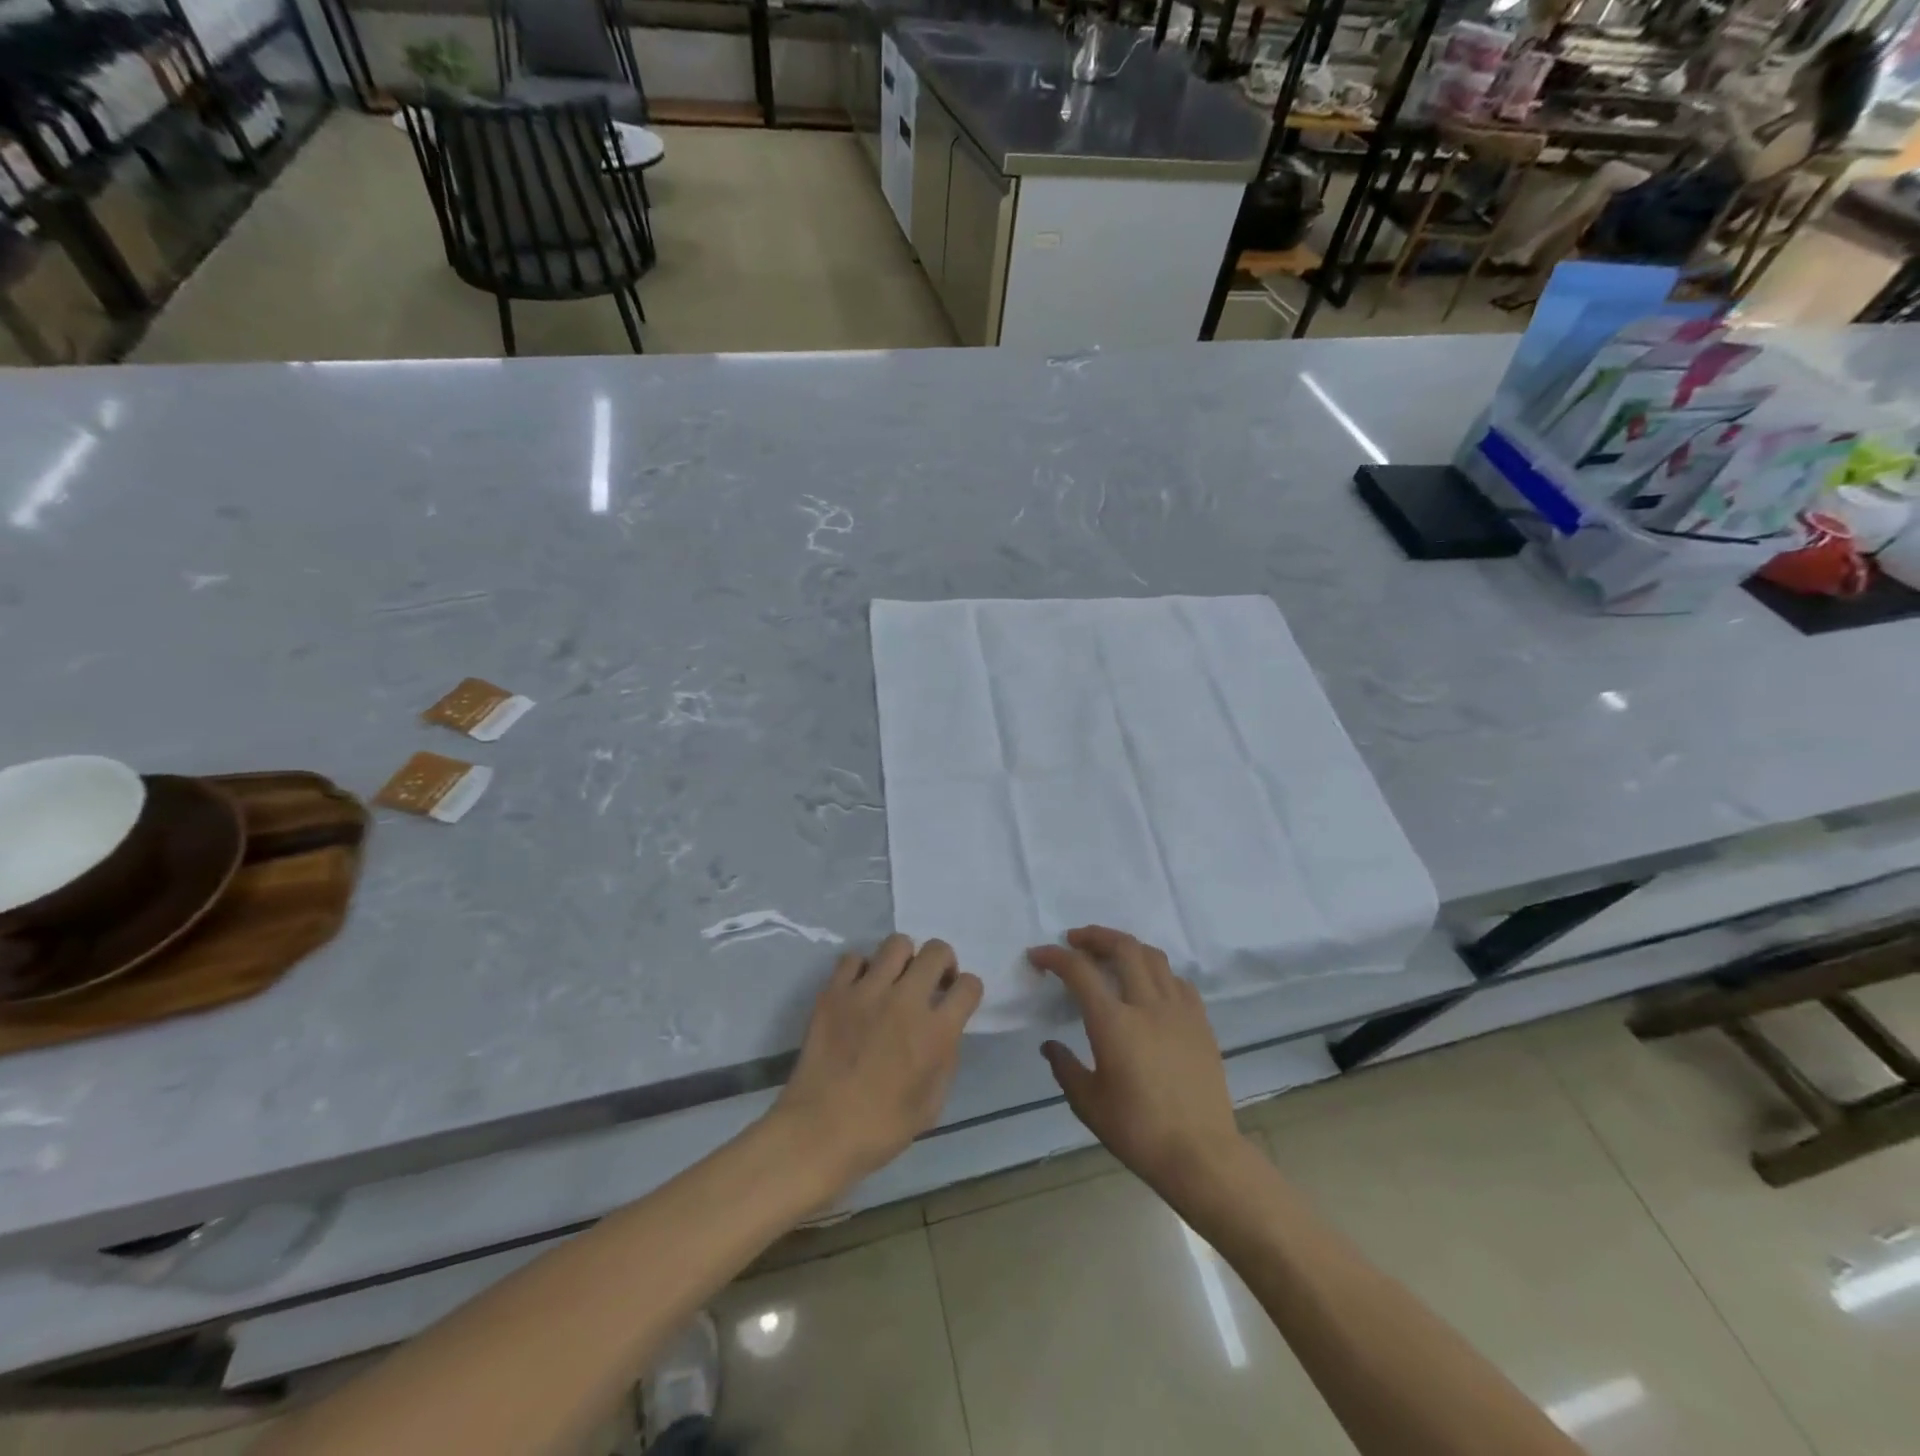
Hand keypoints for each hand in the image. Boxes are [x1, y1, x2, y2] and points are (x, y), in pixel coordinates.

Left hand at [772, 935, 982, 1190]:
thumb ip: (945, 1058)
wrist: (819, 1131)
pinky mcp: (834, 991)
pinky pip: (854, 958)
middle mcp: (906, 1001)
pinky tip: (860, 990)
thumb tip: (944, 1031)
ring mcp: (867, 991)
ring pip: (897, 943)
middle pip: (936, 951)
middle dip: (942, 963)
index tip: (957, 1000)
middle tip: (931, 983)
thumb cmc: (881, 1128)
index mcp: (936, 1032)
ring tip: (895, 980)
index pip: (969, 986)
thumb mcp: (932, 1104)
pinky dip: (862, 969)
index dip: (968, 991)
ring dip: (904, 959)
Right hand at [1030, 927, 1243, 1197]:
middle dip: (1095, 936)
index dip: (1054, 956)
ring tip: (1111, 954)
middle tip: (1075, 940)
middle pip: (1123, 947)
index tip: (1038, 955)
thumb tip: (1050, 1045)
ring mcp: (1179, 1011)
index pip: (1079, 971)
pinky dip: (1157, 972)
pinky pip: (1178, 981)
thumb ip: (1065, 1068)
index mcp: (1114, 1023)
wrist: (1201, 1155)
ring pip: (1153, 957)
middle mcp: (1147, 1005)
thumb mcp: (1089, 1104)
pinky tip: (1149, 986)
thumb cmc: (1138, 1132)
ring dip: (1127, 947)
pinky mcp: (1201, 1023)